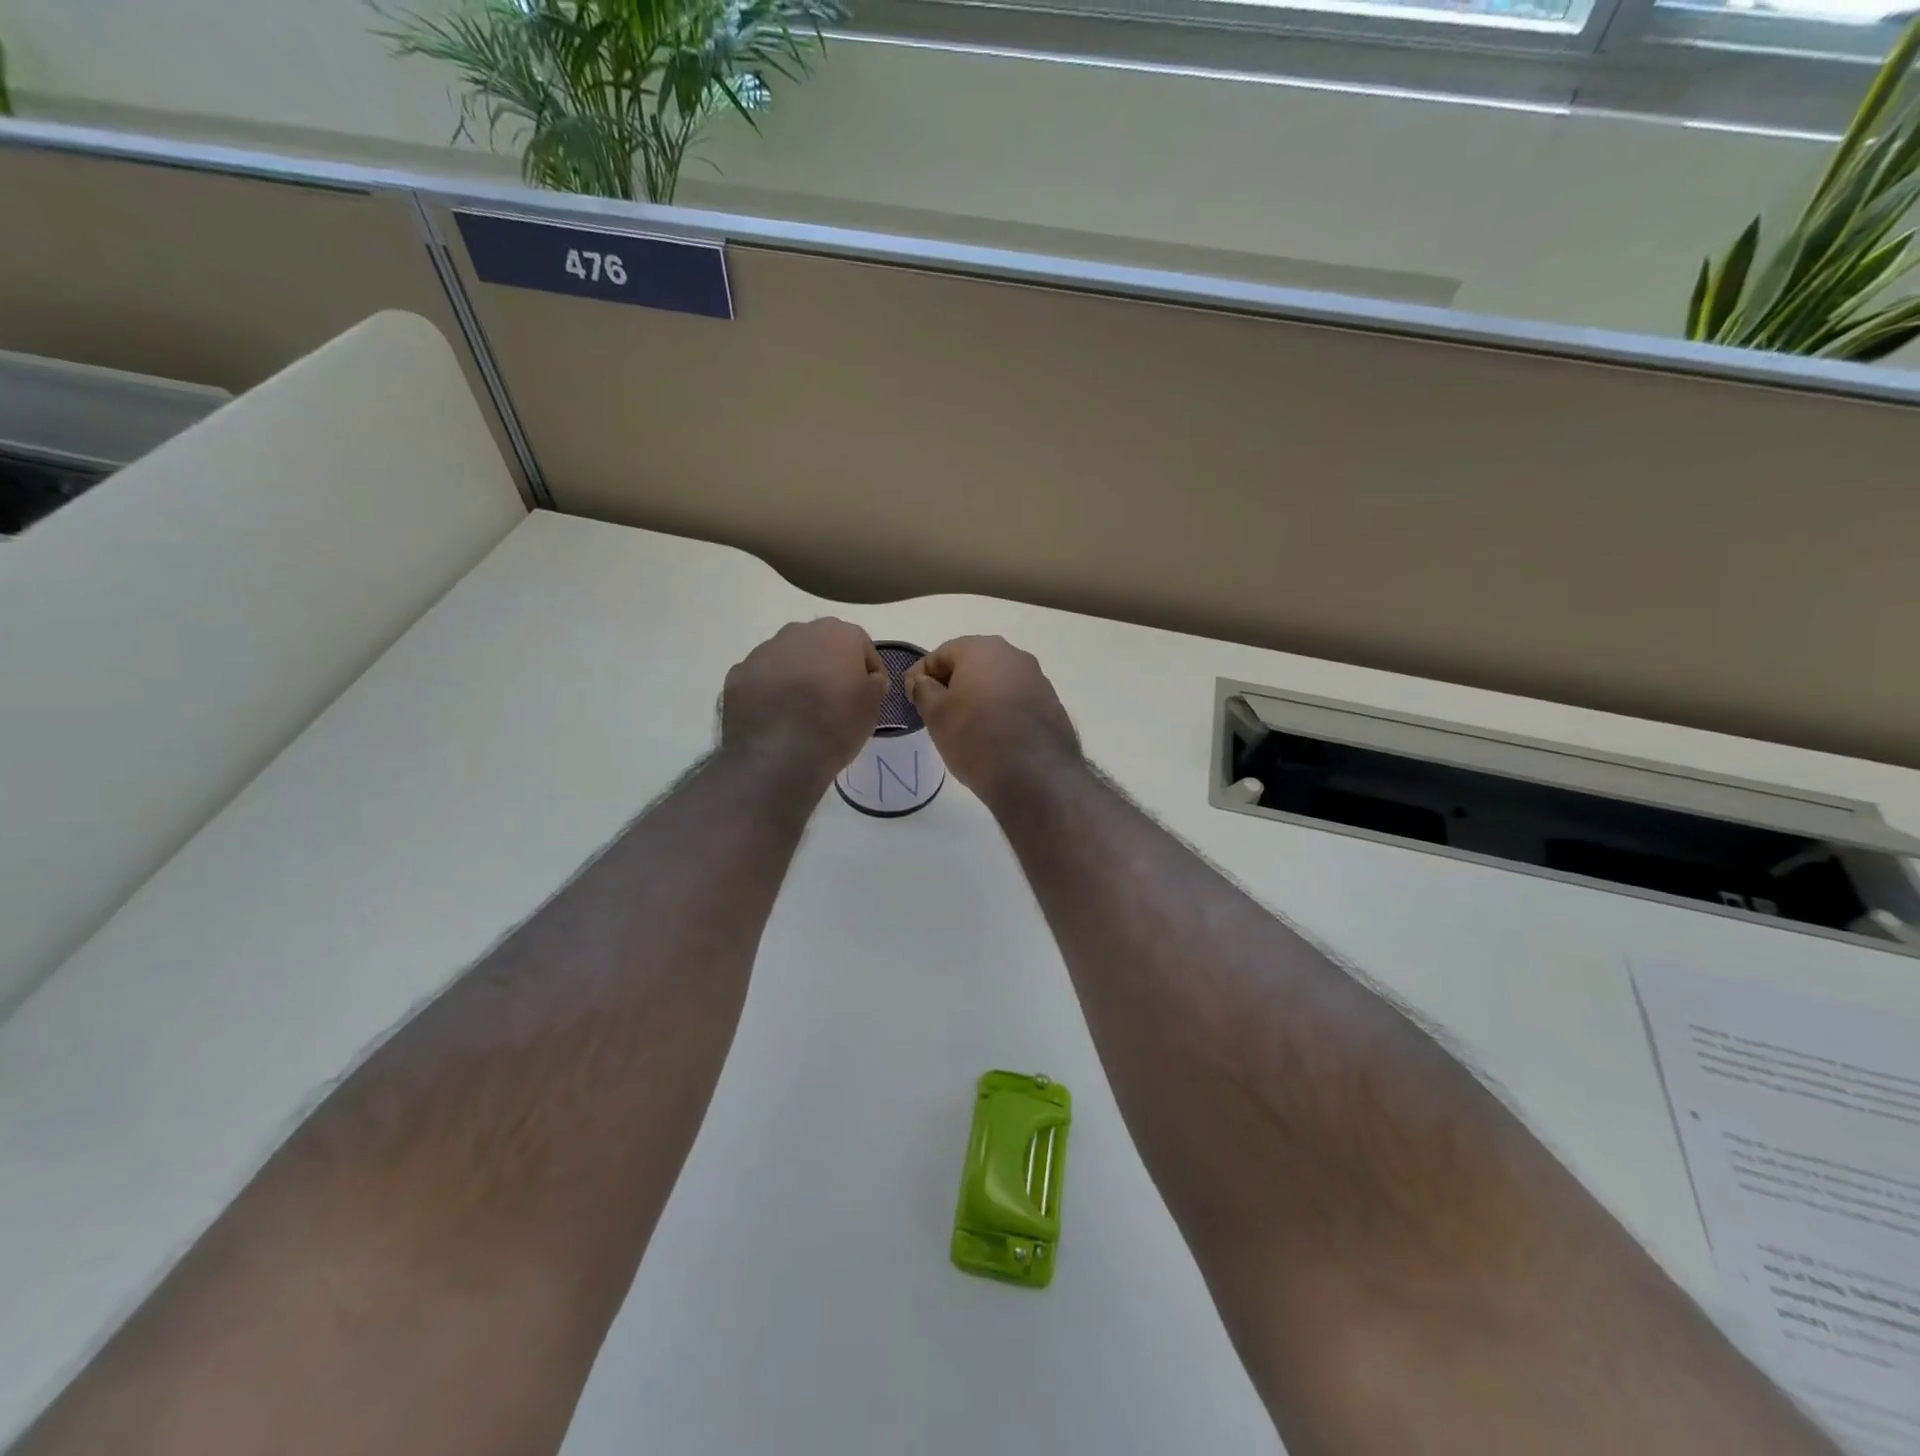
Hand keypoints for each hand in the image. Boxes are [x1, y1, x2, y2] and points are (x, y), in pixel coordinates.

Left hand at [722, 619, 886, 788]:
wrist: (778, 755)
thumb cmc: (835, 726)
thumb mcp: (873, 708)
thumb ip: (874, 684)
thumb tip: (868, 679)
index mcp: (839, 634)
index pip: (862, 647)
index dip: (868, 672)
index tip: (868, 695)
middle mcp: (799, 632)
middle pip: (821, 646)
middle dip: (828, 666)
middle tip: (833, 699)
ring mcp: (763, 651)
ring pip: (788, 658)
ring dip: (796, 676)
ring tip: (800, 711)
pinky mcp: (738, 674)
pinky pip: (762, 678)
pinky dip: (769, 691)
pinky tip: (775, 718)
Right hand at [904, 636, 1080, 807]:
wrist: (1034, 774)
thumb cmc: (975, 737)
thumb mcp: (936, 715)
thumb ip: (923, 690)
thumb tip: (922, 681)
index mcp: (983, 649)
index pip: (942, 653)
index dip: (922, 674)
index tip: (911, 697)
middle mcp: (1014, 655)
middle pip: (973, 664)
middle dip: (952, 683)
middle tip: (936, 711)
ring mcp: (1038, 680)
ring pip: (997, 682)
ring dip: (978, 697)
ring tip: (964, 726)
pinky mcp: (1051, 705)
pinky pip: (1016, 701)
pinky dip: (1000, 711)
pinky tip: (992, 735)